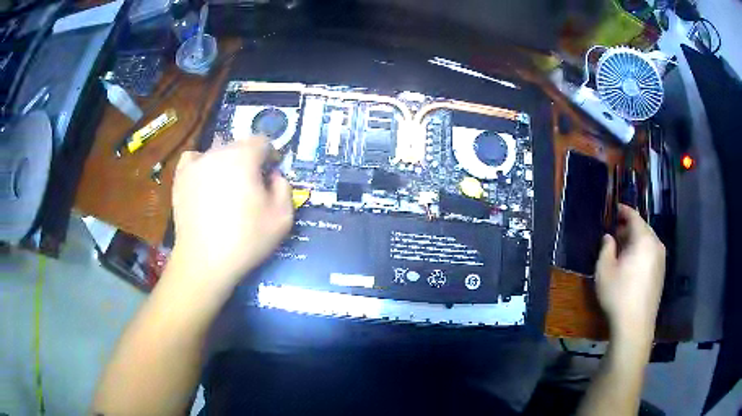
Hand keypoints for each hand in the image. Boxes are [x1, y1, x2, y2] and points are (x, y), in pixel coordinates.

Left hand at [169, 136, 293, 288]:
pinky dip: (202, 165)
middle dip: (249, 161)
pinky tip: (204, 180)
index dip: (270, 156)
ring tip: (226, 190)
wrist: (205, 261)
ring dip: (226, 165)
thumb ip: (284, 187)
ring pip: (217, 153)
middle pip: (239, 146)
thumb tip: (273, 175)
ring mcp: (195, 163)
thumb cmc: (246, 240)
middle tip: (250, 189)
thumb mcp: (282, 217)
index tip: (271, 175)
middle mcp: (218, 152)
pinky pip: (193, 159)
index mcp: (244, 157)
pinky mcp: (180, 177)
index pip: (262, 141)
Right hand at [596, 204, 665, 343]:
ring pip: (648, 241)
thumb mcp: (604, 270)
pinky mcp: (661, 273)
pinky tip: (632, 264)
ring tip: (622, 249)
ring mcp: (661, 260)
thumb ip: (606, 248)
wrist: (636, 325)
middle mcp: (656, 245)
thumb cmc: (619, 295)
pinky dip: (642, 252)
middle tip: (615, 232)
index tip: (614, 209)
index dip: (623, 210)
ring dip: (635, 241)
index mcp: (644, 239)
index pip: (634, 216)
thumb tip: (609, 237)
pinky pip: (651, 253)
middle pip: (643, 228)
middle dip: (629, 227)